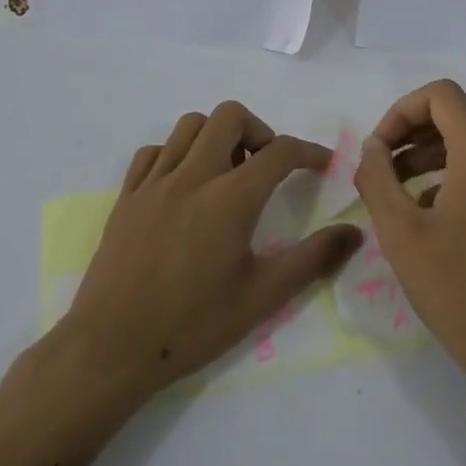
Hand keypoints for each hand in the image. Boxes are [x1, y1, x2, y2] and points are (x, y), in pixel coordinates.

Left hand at [62, 101, 362, 398]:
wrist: (111, 348)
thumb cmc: (193, 324)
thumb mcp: (263, 296)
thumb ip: (312, 259)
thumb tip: (354, 233)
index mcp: (231, 198)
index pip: (279, 151)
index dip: (308, 151)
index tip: (322, 164)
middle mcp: (193, 176)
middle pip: (230, 117)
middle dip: (259, 130)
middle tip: (267, 166)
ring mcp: (154, 183)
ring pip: (189, 125)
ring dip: (217, 136)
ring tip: (227, 172)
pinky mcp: (126, 197)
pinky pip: (153, 152)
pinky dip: (176, 154)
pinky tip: (183, 186)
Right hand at [353, 79, 465, 390]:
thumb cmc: (457, 289)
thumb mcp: (401, 231)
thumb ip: (378, 177)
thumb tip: (372, 146)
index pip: (440, 95)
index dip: (400, 110)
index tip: (377, 149)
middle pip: (454, 117)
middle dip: (410, 135)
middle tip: (379, 170)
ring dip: (427, 157)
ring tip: (395, 193)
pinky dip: (450, 177)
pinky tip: (428, 216)